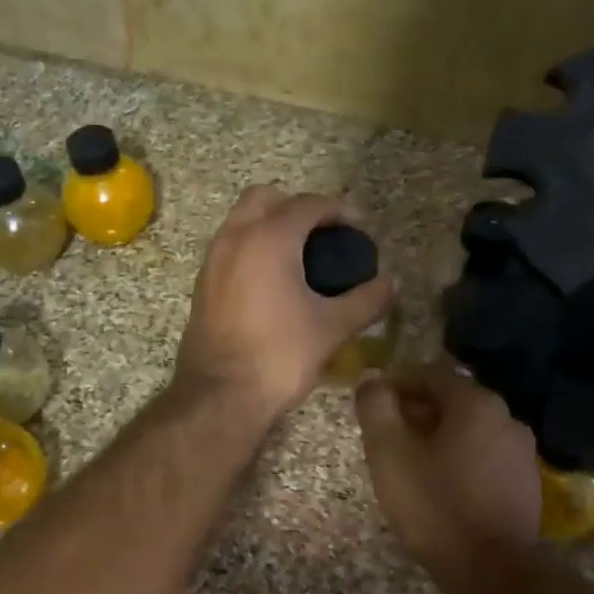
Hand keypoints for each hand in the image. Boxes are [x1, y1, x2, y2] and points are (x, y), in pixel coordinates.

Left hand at [175, 187, 394, 422]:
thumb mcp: (332, 328)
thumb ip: (366, 300)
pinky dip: (253, 247)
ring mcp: (212, 260)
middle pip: (266, 198)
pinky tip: (274, 281)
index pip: (308, 204)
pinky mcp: (202, 284)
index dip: (339, 210)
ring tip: (301, 256)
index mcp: (269, 238)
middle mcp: (235, 237)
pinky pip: (230, 247)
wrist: (219, 395)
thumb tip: (391, 284)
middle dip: (297, 207)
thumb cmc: (279, 356)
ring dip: (271, 225)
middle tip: (324, 234)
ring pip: (242, 220)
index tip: (359, 227)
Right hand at [354, 361, 539, 592]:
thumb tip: (371, 380)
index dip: (395, 381)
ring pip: (468, 430)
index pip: (429, 373)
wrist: (491, 571)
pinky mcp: (525, 484)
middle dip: (415, 409)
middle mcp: (506, 417)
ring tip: (407, 460)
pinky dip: (457, 458)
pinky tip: (438, 483)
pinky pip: (483, 456)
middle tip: (384, 432)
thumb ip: (375, 406)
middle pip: (451, 400)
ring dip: (436, 435)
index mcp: (476, 402)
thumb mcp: (388, 451)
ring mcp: (521, 452)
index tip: (371, 399)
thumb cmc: (434, 504)